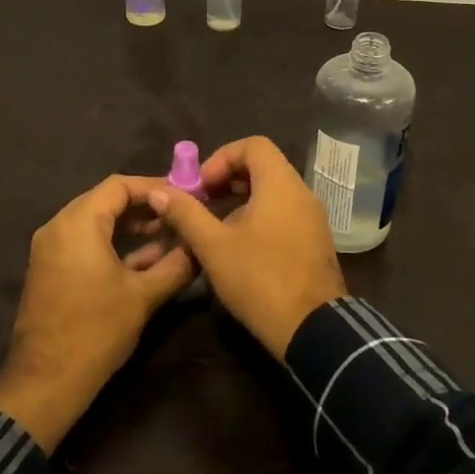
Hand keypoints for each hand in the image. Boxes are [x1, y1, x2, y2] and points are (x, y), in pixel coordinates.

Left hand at [0, 175, 194, 450]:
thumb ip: (177, 264)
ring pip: (95, 222)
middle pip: (105, 200)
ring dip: (130, 225)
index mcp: (78, 223)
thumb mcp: (144, 296)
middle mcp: (58, 227)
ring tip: (167, 233)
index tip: (184, 195)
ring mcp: (50, 249)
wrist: (46, 382)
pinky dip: (112, 243)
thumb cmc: (96, 331)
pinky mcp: (50, 270)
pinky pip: (84, 242)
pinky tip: (145, 258)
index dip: (154, 186)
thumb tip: (201, 246)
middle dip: (144, 205)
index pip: (119, 186)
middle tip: (179, 212)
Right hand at [148, 136, 345, 358]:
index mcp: (281, 184)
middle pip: (263, 167)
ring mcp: (312, 218)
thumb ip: (186, 214)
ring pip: (273, 193)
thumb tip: (159, 191)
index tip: (200, 186)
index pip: (253, 145)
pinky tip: (239, 248)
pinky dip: (259, 218)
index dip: (221, 157)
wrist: (312, 328)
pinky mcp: (315, 242)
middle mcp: (302, 193)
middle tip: (200, 203)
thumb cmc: (260, 278)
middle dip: (227, 179)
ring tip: (214, 229)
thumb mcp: (213, 246)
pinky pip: (284, 214)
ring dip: (241, 201)